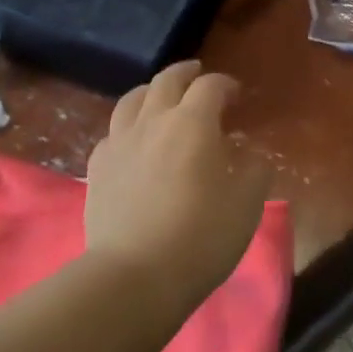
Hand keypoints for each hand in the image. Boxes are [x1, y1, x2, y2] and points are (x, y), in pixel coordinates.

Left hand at [84, 61, 271, 315]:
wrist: (133, 279)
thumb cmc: (200, 236)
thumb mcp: (247, 204)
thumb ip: (255, 170)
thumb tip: (252, 155)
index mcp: (193, 121)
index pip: (211, 85)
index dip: (225, 84)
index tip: (236, 95)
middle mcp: (155, 120)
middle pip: (167, 80)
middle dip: (186, 72)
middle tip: (197, 75)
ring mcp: (121, 142)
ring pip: (132, 99)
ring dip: (150, 92)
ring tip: (159, 98)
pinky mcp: (97, 170)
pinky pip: (111, 134)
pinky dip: (126, 128)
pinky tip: (132, 142)